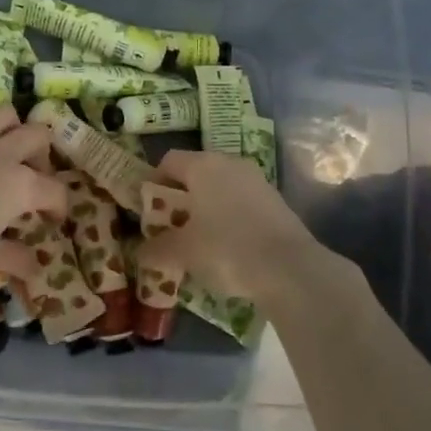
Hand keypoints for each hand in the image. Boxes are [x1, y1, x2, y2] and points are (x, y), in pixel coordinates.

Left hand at [0, 91, 69, 286]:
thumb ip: (15, 260)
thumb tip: (38, 269)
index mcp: (20, 187)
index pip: (55, 191)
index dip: (59, 206)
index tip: (52, 220)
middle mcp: (0, 154)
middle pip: (37, 137)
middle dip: (42, 155)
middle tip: (32, 176)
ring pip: (2, 113)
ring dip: (11, 126)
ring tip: (5, 144)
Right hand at [136, 148, 341, 303]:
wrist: (290, 269)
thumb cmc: (225, 249)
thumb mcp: (182, 252)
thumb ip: (157, 249)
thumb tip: (140, 252)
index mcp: (203, 165)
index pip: (169, 161)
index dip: (153, 182)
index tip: (147, 209)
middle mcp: (231, 164)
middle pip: (196, 173)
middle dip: (180, 198)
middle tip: (170, 226)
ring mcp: (257, 181)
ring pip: (221, 188)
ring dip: (206, 209)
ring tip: (198, 240)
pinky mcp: (277, 202)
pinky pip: (242, 203)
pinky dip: (229, 219)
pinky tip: (227, 247)